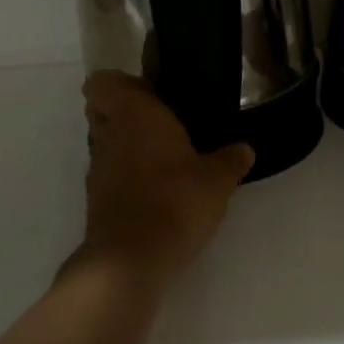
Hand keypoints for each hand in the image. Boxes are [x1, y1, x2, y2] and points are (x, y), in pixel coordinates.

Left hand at [74, 72, 253, 287]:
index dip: (122, 84)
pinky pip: (111, 174)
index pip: (102, 82)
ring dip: (128, 145)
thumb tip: (245, 149)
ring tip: (167, 158)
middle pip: (101, 111)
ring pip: (105, 143)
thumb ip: (231, 160)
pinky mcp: (97, 200)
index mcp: (133, 114)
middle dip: (126, 112)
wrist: (131, 260)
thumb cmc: (174, 201)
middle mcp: (108, 135)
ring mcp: (98, 169)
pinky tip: (159, 189)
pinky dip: (128, 176)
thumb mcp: (217, 180)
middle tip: (163, 122)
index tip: (153, 93)